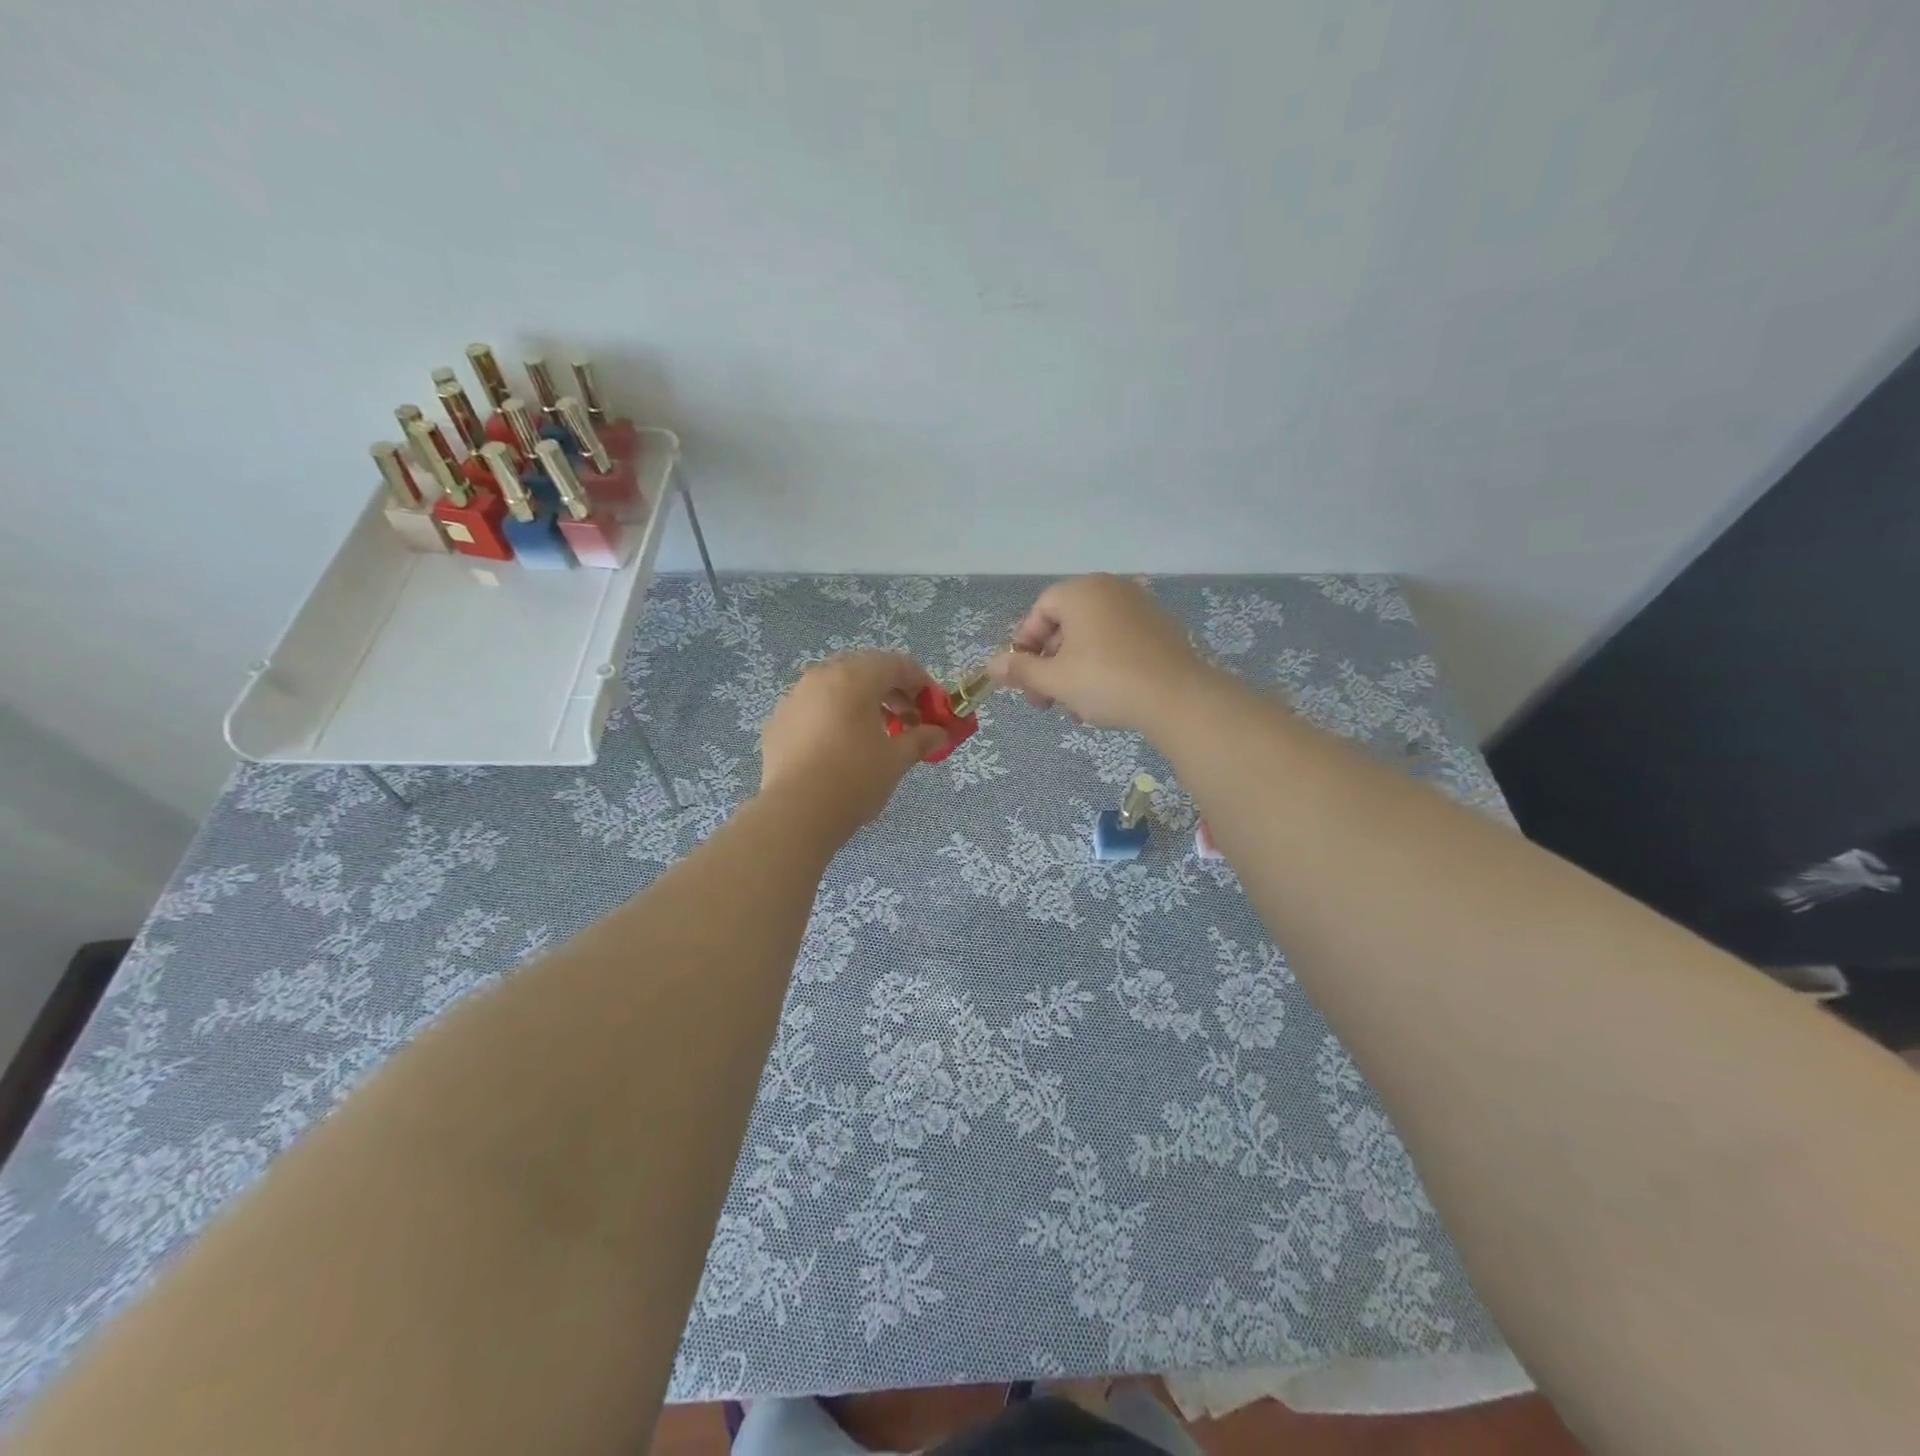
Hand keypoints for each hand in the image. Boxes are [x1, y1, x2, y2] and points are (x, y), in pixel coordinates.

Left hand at [759, 651, 947, 838]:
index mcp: (854, 678)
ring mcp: (793, 698)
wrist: (795, 814)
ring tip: (877, 736)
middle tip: (908, 721)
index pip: (896, 664)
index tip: (934, 707)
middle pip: (864, 671)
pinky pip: (813, 710)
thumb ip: (920, 739)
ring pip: (836, 689)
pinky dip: (834, 719)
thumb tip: (940, 734)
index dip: (921, 683)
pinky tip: (841, 749)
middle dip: (891, 692)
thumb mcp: (896, 760)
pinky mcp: (777, 722)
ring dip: (862, 704)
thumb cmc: (854, 779)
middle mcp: (820, 677)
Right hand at [986, 574, 1219, 735]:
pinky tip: (1104, 700)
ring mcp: (1139, 607)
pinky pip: (1118, 642)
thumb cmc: (1107, 681)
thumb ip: (1020, 670)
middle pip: (1065, 624)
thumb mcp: (1055, 680)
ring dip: (1074, 671)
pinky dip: (1103, 666)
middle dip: (1049, 665)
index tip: (1023, 679)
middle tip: (1045, 701)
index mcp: (1082, 591)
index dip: (1025, 645)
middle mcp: (1111, 589)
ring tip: (1075, 707)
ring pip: (1091, 638)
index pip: (1040, 611)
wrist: (1179, 698)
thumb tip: (991, 667)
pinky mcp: (1160, 629)